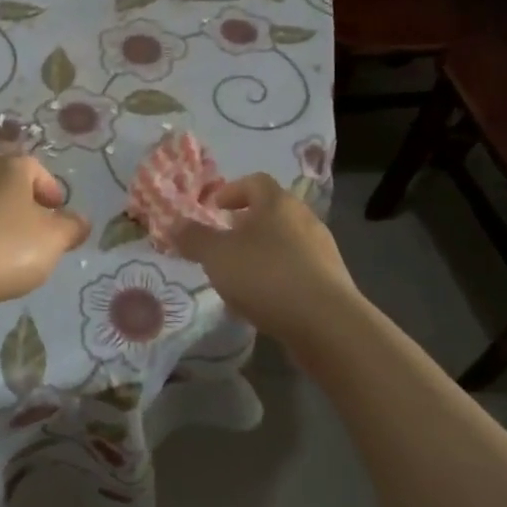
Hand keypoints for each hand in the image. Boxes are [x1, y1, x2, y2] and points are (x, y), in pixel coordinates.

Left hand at [0, 151, 90, 322]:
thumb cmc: (3, 248)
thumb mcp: (53, 240)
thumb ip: (71, 228)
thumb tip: (80, 221)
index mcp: (12, 166)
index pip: (38, 170)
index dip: (52, 192)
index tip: (59, 218)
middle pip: (8, 181)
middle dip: (23, 202)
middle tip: (35, 230)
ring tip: (9, 249)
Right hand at [175, 173, 357, 346]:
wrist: (327, 324)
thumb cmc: (266, 276)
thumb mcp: (217, 255)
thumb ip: (194, 238)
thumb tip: (175, 224)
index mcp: (278, 202)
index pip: (255, 182)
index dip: (232, 191)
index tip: (214, 208)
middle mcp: (304, 219)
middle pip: (272, 212)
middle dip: (246, 225)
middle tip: (223, 243)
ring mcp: (322, 251)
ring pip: (285, 243)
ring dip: (261, 253)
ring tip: (239, 277)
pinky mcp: (331, 282)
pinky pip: (297, 271)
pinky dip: (278, 278)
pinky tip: (263, 302)